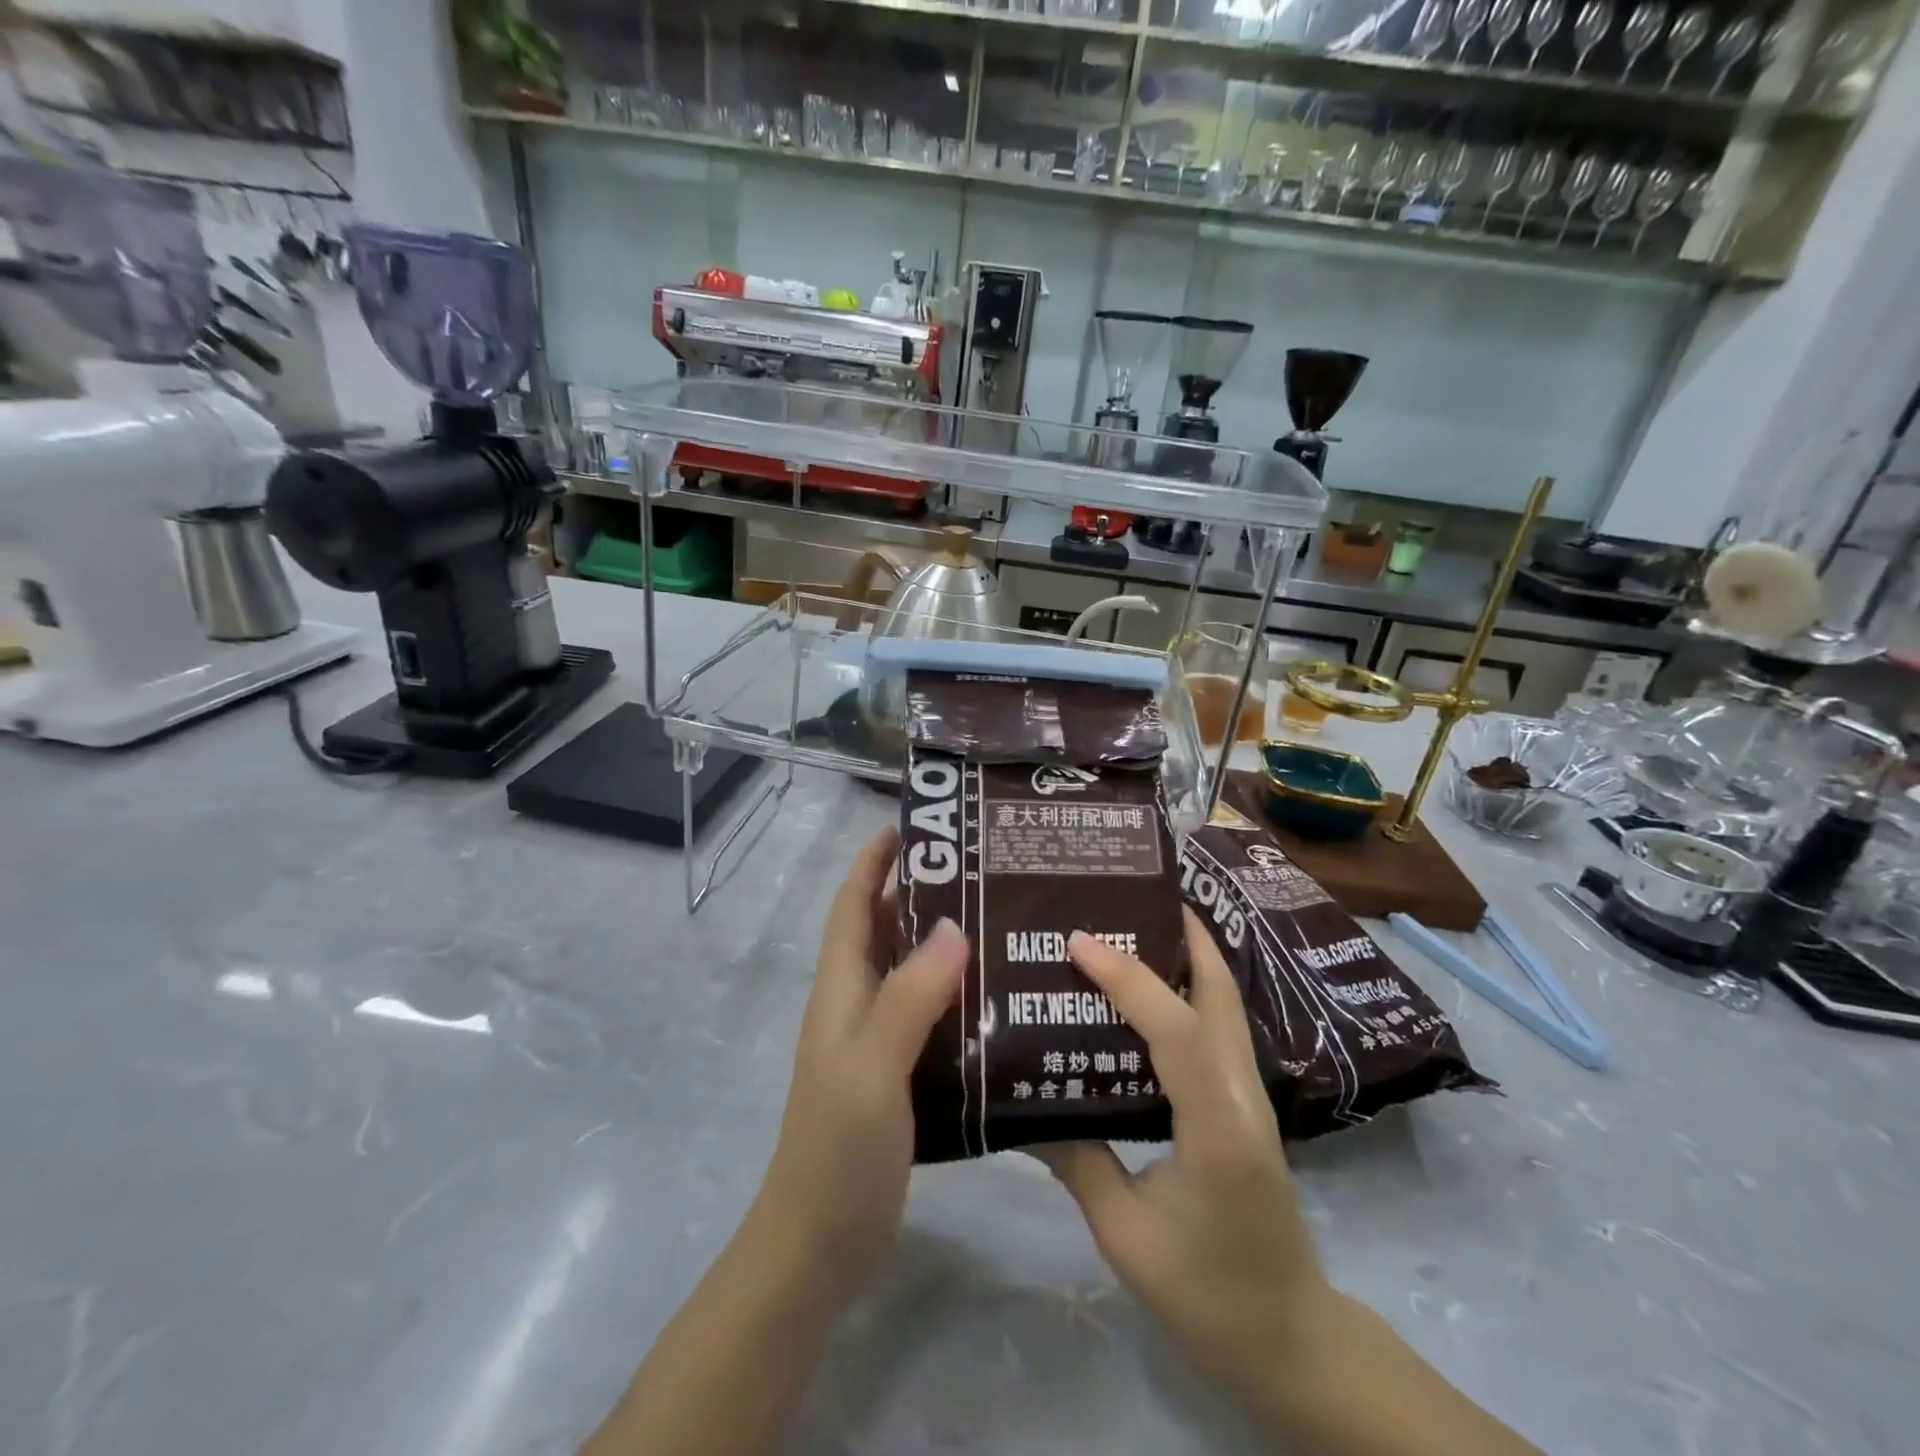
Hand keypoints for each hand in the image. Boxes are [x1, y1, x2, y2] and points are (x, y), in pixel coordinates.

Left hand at [755, 828, 966, 1297]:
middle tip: (984, 867)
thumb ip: (909, 997)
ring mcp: (877, 1040)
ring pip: (910, 970)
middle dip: (921, 890)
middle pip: (883, 929)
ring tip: (1004, 917)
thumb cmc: (837, 1150)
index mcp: (841, 989)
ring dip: (944, 940)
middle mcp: (857, 1003)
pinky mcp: (899, 1072)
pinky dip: (957, 991)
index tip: (916, 824)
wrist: (818, 1245)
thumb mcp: (872, 1067)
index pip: (852, 904)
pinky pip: (929, 1013)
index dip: (874, 860)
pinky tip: (1001, 994)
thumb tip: (953, 924)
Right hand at [1039, 910, 1329, 1390]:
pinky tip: (1155, 991)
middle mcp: (1243, 1095)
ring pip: (1226, 1003)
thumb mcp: (1127, 1236)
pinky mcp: (1247, 1104)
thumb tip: (1026, 1110)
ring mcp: (1252, 1096)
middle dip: (1182, 935)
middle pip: (1220, 993)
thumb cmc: (1208, 1294)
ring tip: (1139, 924)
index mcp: (1216, 1127)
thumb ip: (1078, 1164)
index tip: (1080, 941)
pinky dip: (1192, 989)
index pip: (1174, 1029)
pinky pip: (1219, 1027)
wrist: (1292, 1339)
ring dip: (1189, 955)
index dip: (1128, 977)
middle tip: (1129, 897)